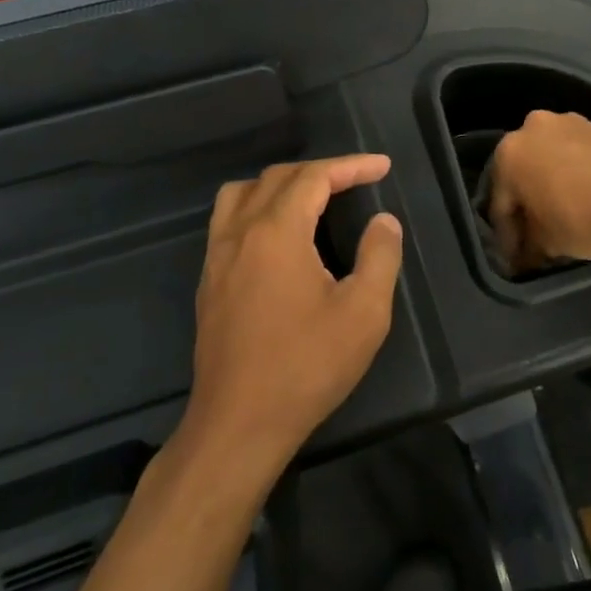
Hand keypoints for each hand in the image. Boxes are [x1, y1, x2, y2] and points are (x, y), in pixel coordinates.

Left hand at [183, 155, 403, 484]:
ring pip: (241, 194)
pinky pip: (227, 221)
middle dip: (319, 171)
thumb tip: (383, 222)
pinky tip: (278, 236)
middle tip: (355, 180)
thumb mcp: (363, 313)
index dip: (350, 166)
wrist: (238, 424)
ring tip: (311, 198)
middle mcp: (240, 233)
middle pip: (277, 178)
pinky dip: (256, 208)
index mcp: (277, 232)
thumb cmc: (307, 366)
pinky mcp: (208, 282)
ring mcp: (217, 257)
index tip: (382, 166)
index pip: (314, 177)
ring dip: (279, 184)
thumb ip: (379, 257)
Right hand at [488, 111, 590, 271]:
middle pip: (523, 174)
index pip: (500, 202)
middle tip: (536, 234)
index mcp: (508, 153)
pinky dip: (575, 175)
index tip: (516, 258)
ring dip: (552, 185)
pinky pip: (576, 155)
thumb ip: (529, 243)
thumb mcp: (547, 242)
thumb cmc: (580, 217)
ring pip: (551, 160)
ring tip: (562, 215)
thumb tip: (528, 251)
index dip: (507, 235)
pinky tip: (585, 198)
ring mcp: (568, 122)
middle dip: (528, 203)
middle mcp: (531, 128)